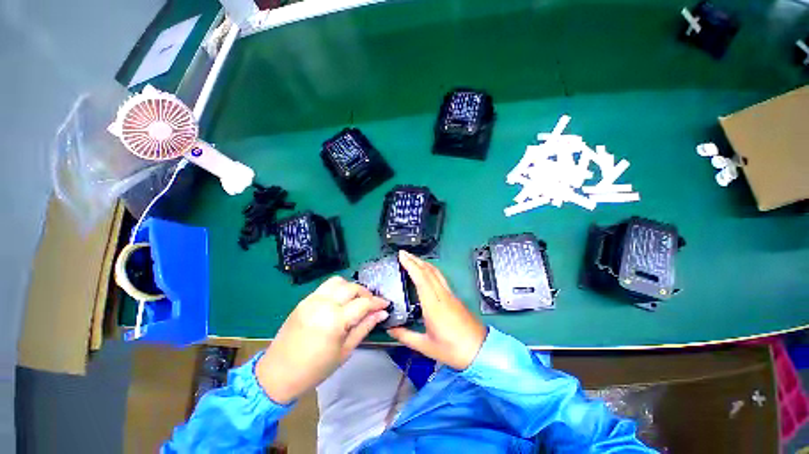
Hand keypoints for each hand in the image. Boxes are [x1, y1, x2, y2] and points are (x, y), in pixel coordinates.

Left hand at [256, 276, 388, 403]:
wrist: (277, 374)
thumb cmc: (315, 369)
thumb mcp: (345, 351)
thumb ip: (364, 327)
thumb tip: (381, 313)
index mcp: (334, 321)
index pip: (363, 303)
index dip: (377, 302)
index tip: (386, 304)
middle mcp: (323, 304)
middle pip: (352, 288)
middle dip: (366, 294)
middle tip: (371, 305)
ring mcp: (312, 300)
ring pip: (339, 281)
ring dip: (351, 288)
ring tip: (355, 300)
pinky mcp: (304, 300)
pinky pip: (325, 286)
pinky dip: (338, 289)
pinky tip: (340, 301)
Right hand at [388, 250, 486, 369]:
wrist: (480, 351)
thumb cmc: (453, 350)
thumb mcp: (426, 346)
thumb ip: (405, 336)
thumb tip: (389, 329)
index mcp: (433, 305)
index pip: (421, 278)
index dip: (411, 265)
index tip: (402, 255)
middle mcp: (442, 295)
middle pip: (429, 271)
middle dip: (415, 260)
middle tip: (403, 253)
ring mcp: (450, 294)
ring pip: (436, 272)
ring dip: (423, 263)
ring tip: (412, 259)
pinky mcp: (454, 297)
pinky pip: (440, 278)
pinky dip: (430, 270)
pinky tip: (426, 271)